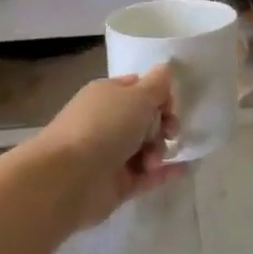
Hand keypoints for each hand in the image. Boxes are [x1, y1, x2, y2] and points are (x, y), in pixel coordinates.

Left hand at [34, 65, 187, 230]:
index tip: (172, 107)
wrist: (68, 178)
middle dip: (162, 125)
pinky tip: (183, 170)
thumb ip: (158, 84)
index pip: (140, 89)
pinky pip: (147, 175)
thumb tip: (166, 69)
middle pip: (146, 119)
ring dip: (159, 150)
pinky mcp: (117, 183)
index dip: (160, 96)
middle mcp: (108, 122)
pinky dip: (164, 172)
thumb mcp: (138, 96)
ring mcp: (111, 154)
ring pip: (147, 147)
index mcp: (108, 95)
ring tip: (153, 161)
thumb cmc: (104, 127)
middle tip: (169, 133)